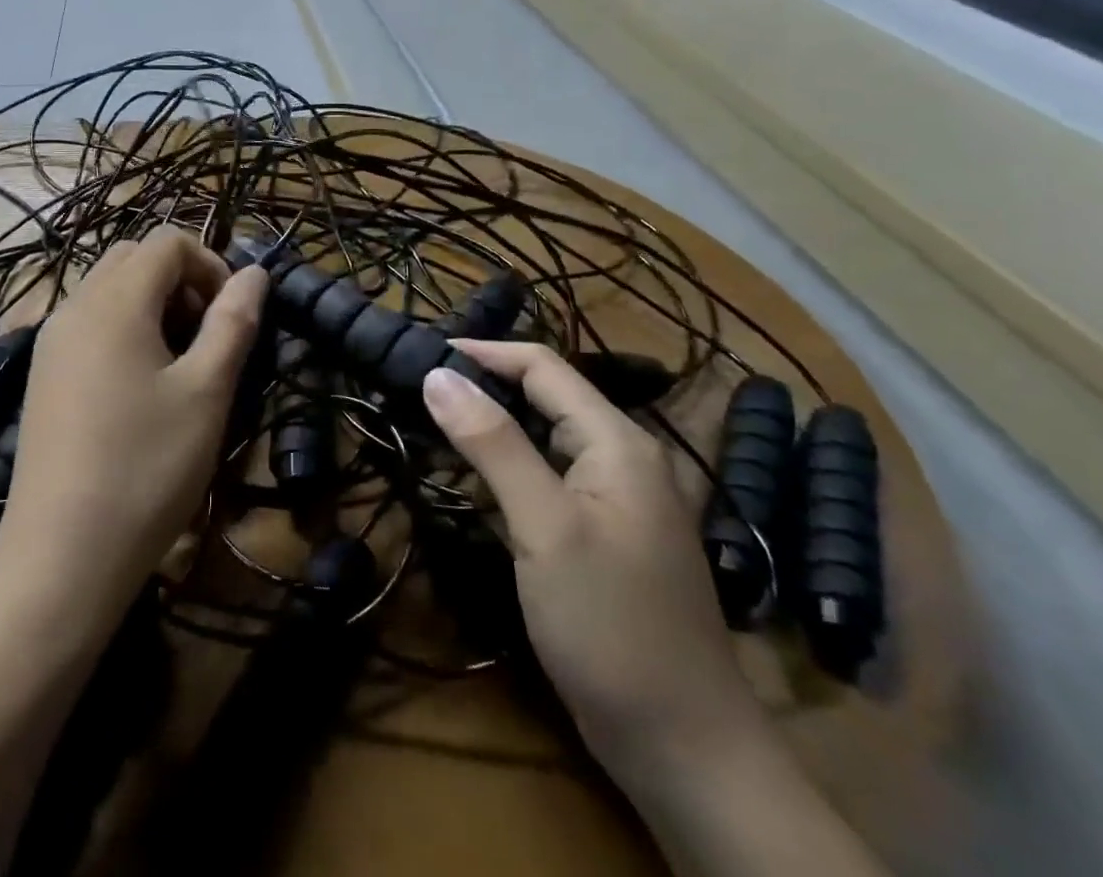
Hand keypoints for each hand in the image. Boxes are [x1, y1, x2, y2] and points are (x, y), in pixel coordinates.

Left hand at [0, 228, 268, 613]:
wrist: (60, 556)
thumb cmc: (146, 468)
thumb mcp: (206, 392)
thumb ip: (233, 322)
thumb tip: (256, 273)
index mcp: (114, 302)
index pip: (167, 242)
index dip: (210, 264)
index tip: (231, 316)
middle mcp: (75, 306)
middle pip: (134, 258)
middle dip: (180, 280)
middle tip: (206, 336)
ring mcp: (51, 341)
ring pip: (109, 289)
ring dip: (152, 304)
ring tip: (178, 365)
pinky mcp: (42, 374)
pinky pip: (89, 322)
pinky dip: (123, 328)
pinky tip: (139, 387)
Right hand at [423, 340, 766, 787]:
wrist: (685, 751)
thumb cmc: (612, 626)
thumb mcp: (544, 527)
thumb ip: (493, 444)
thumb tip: (437, 374)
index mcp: (617, 441)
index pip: (542, 366)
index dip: (482, 353)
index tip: (421, 354)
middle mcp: (622, 457)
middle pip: (544, 397)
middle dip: (483, 387)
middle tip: (417, 391)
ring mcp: (616, 500)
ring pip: (544, 439)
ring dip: (491, 428)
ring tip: (431, 426)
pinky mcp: (604, 536)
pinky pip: (549, 479)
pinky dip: (507, 469)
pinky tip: (472, 481)